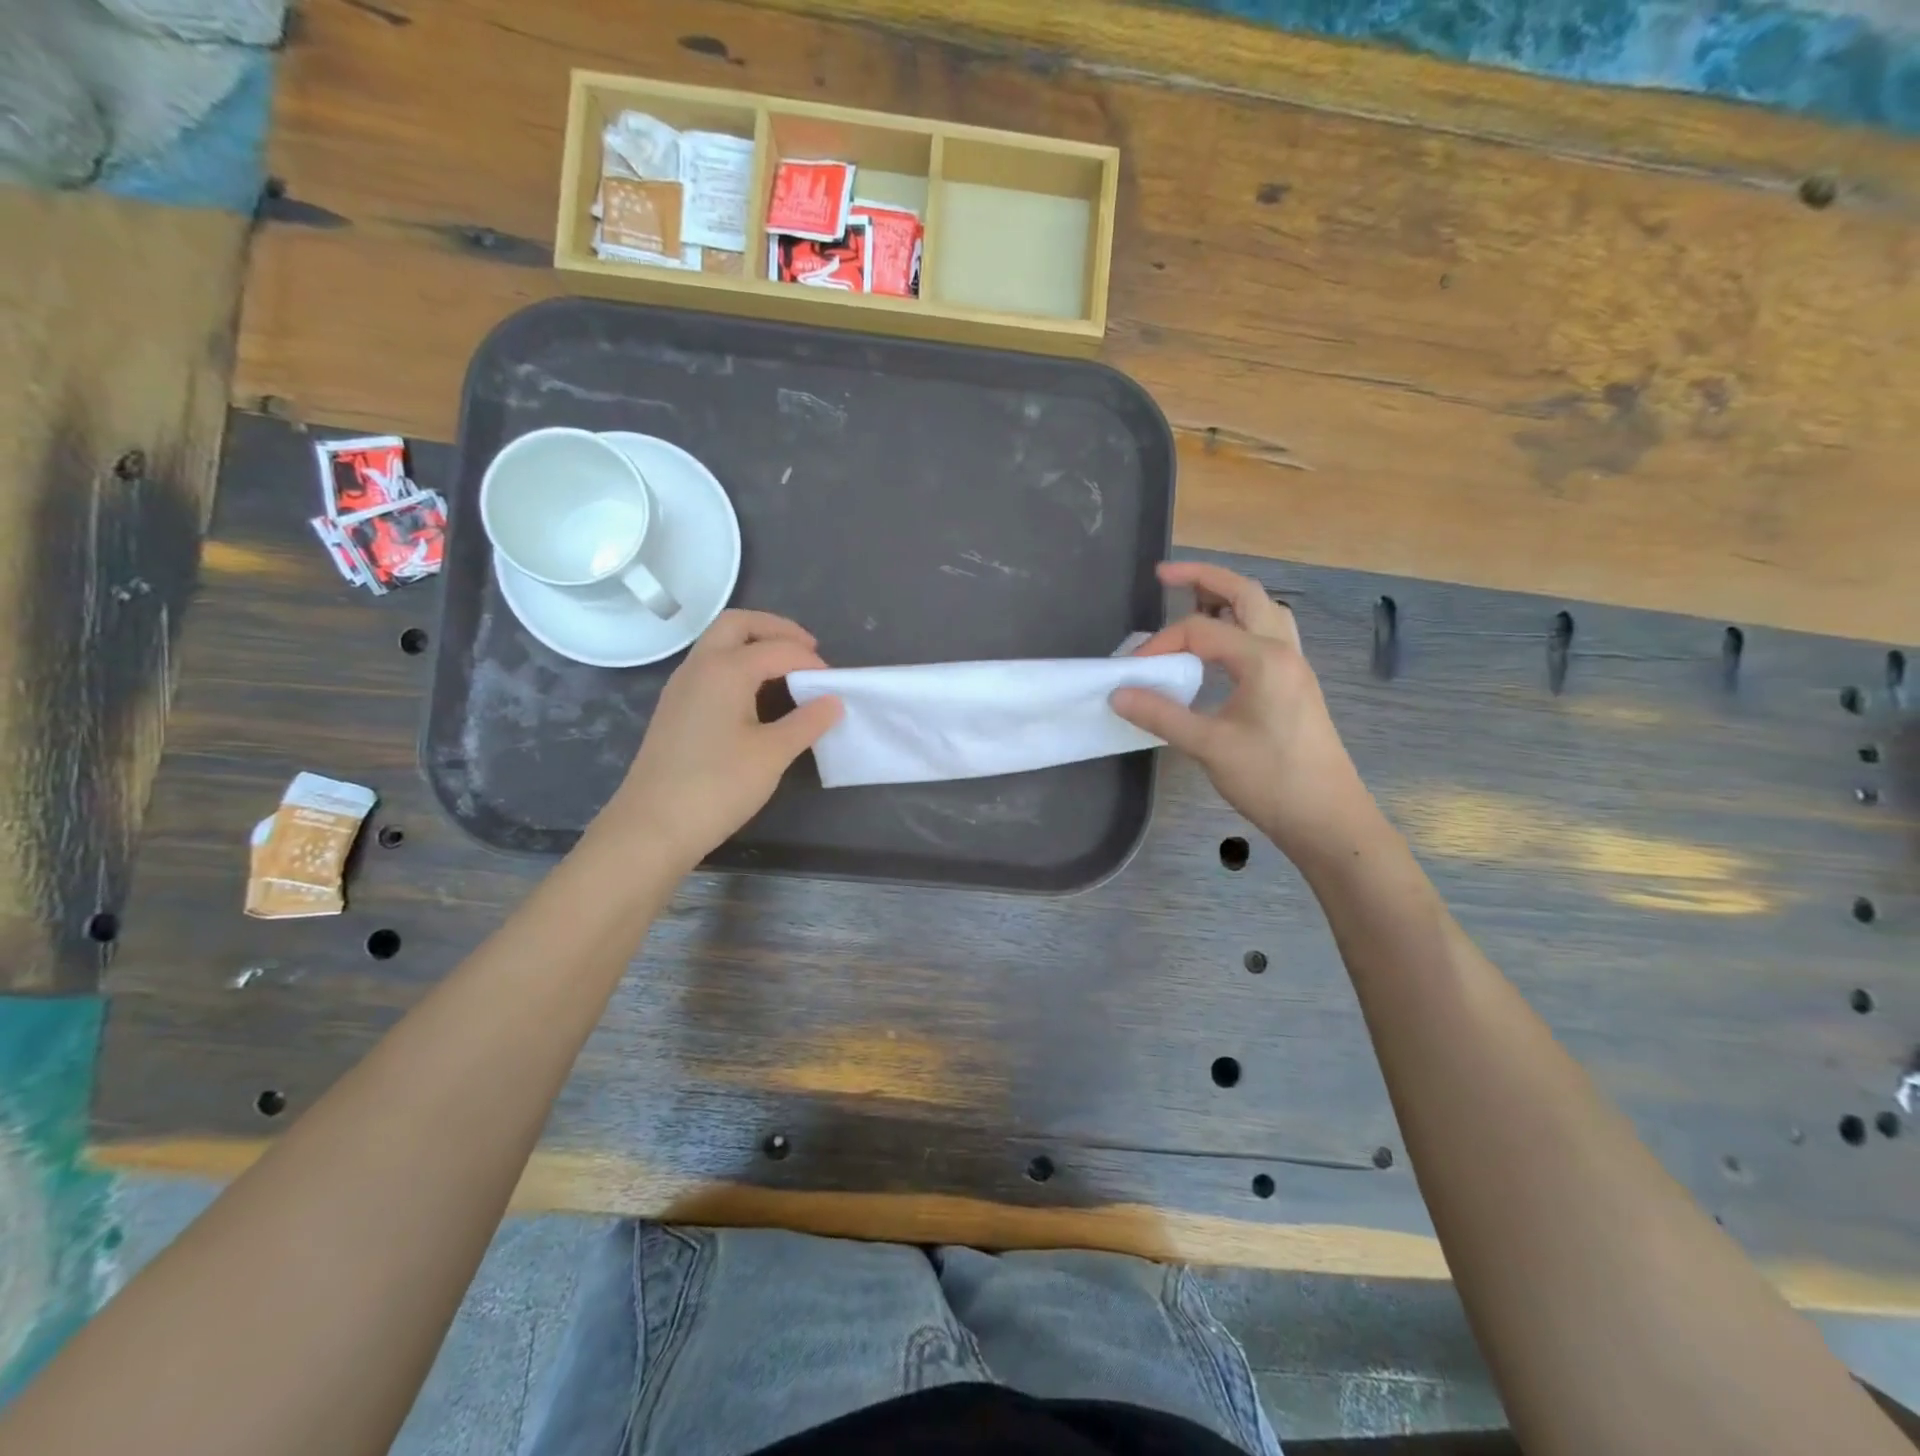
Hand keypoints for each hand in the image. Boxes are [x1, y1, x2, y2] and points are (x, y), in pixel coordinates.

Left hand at [598, 610, 841, 869]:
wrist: (652, 826)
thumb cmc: (717, 786)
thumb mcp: (772, 754)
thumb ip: (806, 722)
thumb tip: (833, 701)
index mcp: (724, 669)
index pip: (777, 649)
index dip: (810, 661)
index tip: (835, 682)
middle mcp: (699, 666)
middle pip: (738, 625)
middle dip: (775, 629)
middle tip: (807, 650)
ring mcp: (682, 687)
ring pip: (719, 644)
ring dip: (754, 645)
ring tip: (787, 671)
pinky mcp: (675, 709)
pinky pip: (710, 668)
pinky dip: (738, 666)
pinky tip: (757, 696)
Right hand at [1111, 562, 1372, 860]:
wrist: (1327, 818)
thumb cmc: (1272, 780)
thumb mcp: (1209, 746)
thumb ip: (1161, 714)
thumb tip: (1117, 692)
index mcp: (1264, 658)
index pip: (1201, 629)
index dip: (1160, 643)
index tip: (1132, 672)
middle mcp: (1283, 650)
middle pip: (1244, 594)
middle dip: (1203, 578)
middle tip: (1164, 575)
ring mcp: (1294, 667)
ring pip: (1262, 611)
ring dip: (1227, 598)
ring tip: (1192, 599)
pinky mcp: (1294, 685)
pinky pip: (1267, 636)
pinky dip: (1239, 625)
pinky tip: (1219, 648)